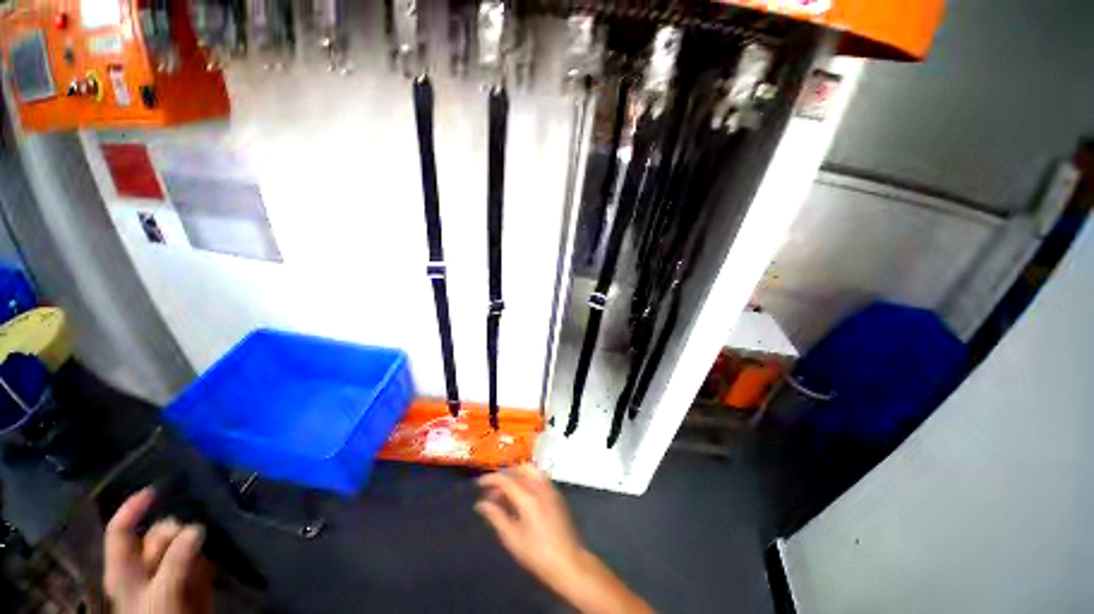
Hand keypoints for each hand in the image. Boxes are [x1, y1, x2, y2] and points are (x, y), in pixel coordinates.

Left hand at [104, 487, 211, 613]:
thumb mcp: (162, 593)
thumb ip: (176, 560)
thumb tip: (197, 527)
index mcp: (123, 568)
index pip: (120, 529)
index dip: (134, 508)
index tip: (156, 490)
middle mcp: (142, 565)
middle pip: (157, 533)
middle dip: (175, 533)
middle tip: (192, 538)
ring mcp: (166, 572)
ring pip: (182, 544)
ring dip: (193, 548)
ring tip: (200, 564)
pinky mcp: (188, 579)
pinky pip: (198, 559)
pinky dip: (204, 561)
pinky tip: (207, 572)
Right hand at [476, 465, 652, 613]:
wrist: (569, 562)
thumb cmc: (537, 554)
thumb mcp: (512, 538)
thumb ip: (496, 517)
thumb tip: (480, 504)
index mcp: (528, 497)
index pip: (506, 479)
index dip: (490, 479)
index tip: (478, 484)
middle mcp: (540, 487)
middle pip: (519, 469)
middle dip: (504, 475)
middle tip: (491, 489)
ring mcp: (551, 488)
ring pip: (530, 470)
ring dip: (516, 475)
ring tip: (504, 492)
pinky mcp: (557, 494)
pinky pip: (539, 477)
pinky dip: (526, 479)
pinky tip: (520, 495)